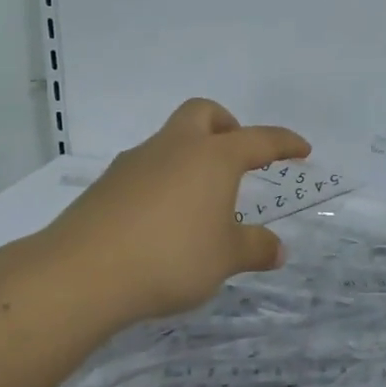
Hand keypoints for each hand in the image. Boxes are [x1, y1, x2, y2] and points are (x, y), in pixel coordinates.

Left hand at [38, 98, 310, 325]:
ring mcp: (136, 162)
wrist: (83, 273)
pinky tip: (162, 219)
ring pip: (170, 140)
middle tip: (237, 157)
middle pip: (204, 113)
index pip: (259, 139)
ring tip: (199, 201)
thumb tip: (277, 249)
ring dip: (190, 156)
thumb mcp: (225, 259)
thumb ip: (254, 249)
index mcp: (213, 157)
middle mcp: (175, 147)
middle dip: (226, 126)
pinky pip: (145, 169)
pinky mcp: (107, 184)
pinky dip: (163, 181)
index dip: (284, 143)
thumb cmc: (171, 257)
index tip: (302, 149)